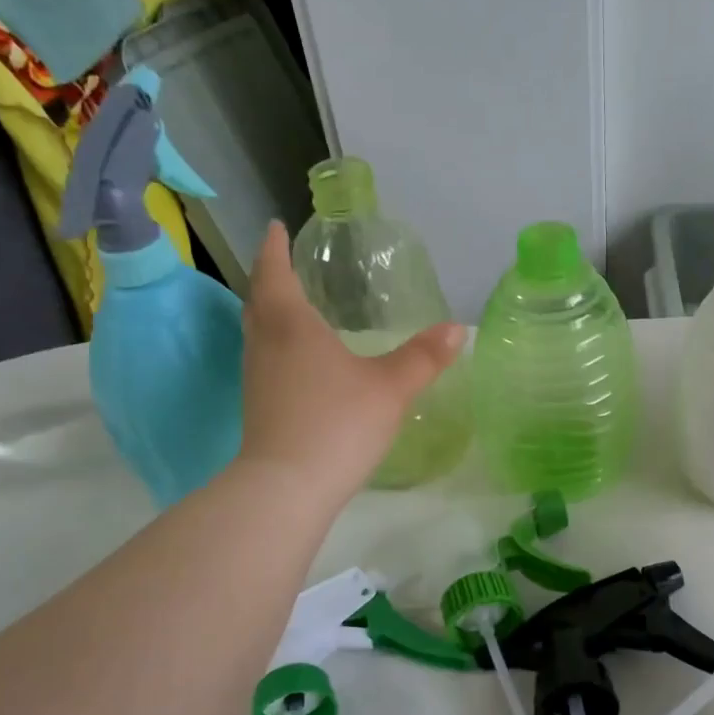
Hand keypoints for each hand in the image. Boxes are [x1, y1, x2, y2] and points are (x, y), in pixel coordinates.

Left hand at [240, 222, 463, 505]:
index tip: (275, 227)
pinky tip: (300, 362)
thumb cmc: (338, 422)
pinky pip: (263, 359)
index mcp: (291, 324)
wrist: (287, 487)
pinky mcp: (257, 407)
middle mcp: (265, 344)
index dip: (274, 248)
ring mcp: (256, 377)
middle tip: (285, 265)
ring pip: (257, 332)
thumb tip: (457, 329)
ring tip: (293, 307)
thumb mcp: (391, 387)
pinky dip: (276, 345)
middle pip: (258, 300)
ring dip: (269, 312)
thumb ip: (423, 357)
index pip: (275, 272)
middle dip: (270, 278)